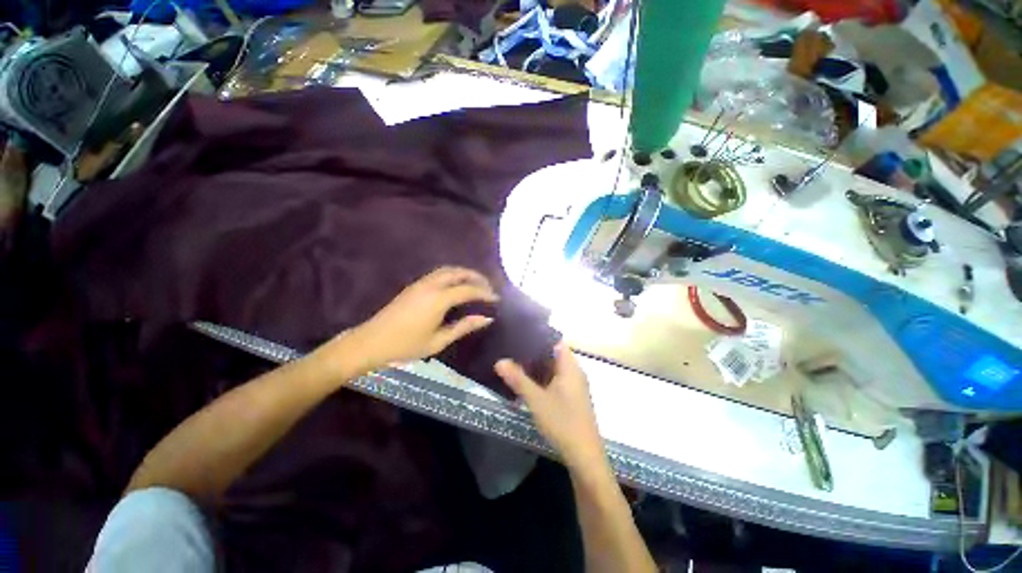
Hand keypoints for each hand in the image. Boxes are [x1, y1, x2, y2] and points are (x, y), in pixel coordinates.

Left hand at [332, 267, 498, 373]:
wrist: (371, 342)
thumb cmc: (406, 345)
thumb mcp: (439, 341)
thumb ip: (464, 327)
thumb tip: (486, 318)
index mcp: (439, 299)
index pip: (468, 290)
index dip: (485, 293)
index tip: (497, 298)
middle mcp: (431, 285)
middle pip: (459, 272)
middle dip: (476, 277)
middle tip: (488, 287)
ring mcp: (421, 283)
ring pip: (448, 270)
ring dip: (464, 273)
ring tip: (475, 284)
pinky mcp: (414, 286)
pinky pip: (439, 273)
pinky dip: (453, 275)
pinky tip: (457, 286)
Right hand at [495, 343, 605, 470]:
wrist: (584, 455)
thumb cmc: (562, 422)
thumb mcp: (536, 400)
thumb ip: (518, 379)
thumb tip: (499, 361)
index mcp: (570, 367)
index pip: (556, 341)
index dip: (539, 336)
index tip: (520, 334)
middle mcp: (574, 372)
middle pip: (554, 354)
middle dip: (534, 351)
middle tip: (513, 347)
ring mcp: (574, 385)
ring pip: (554, 368)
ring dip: (537, 365)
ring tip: (516, 360)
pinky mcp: (571, 397)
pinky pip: (555, 379)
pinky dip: (542, 377)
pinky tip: (527, 381)